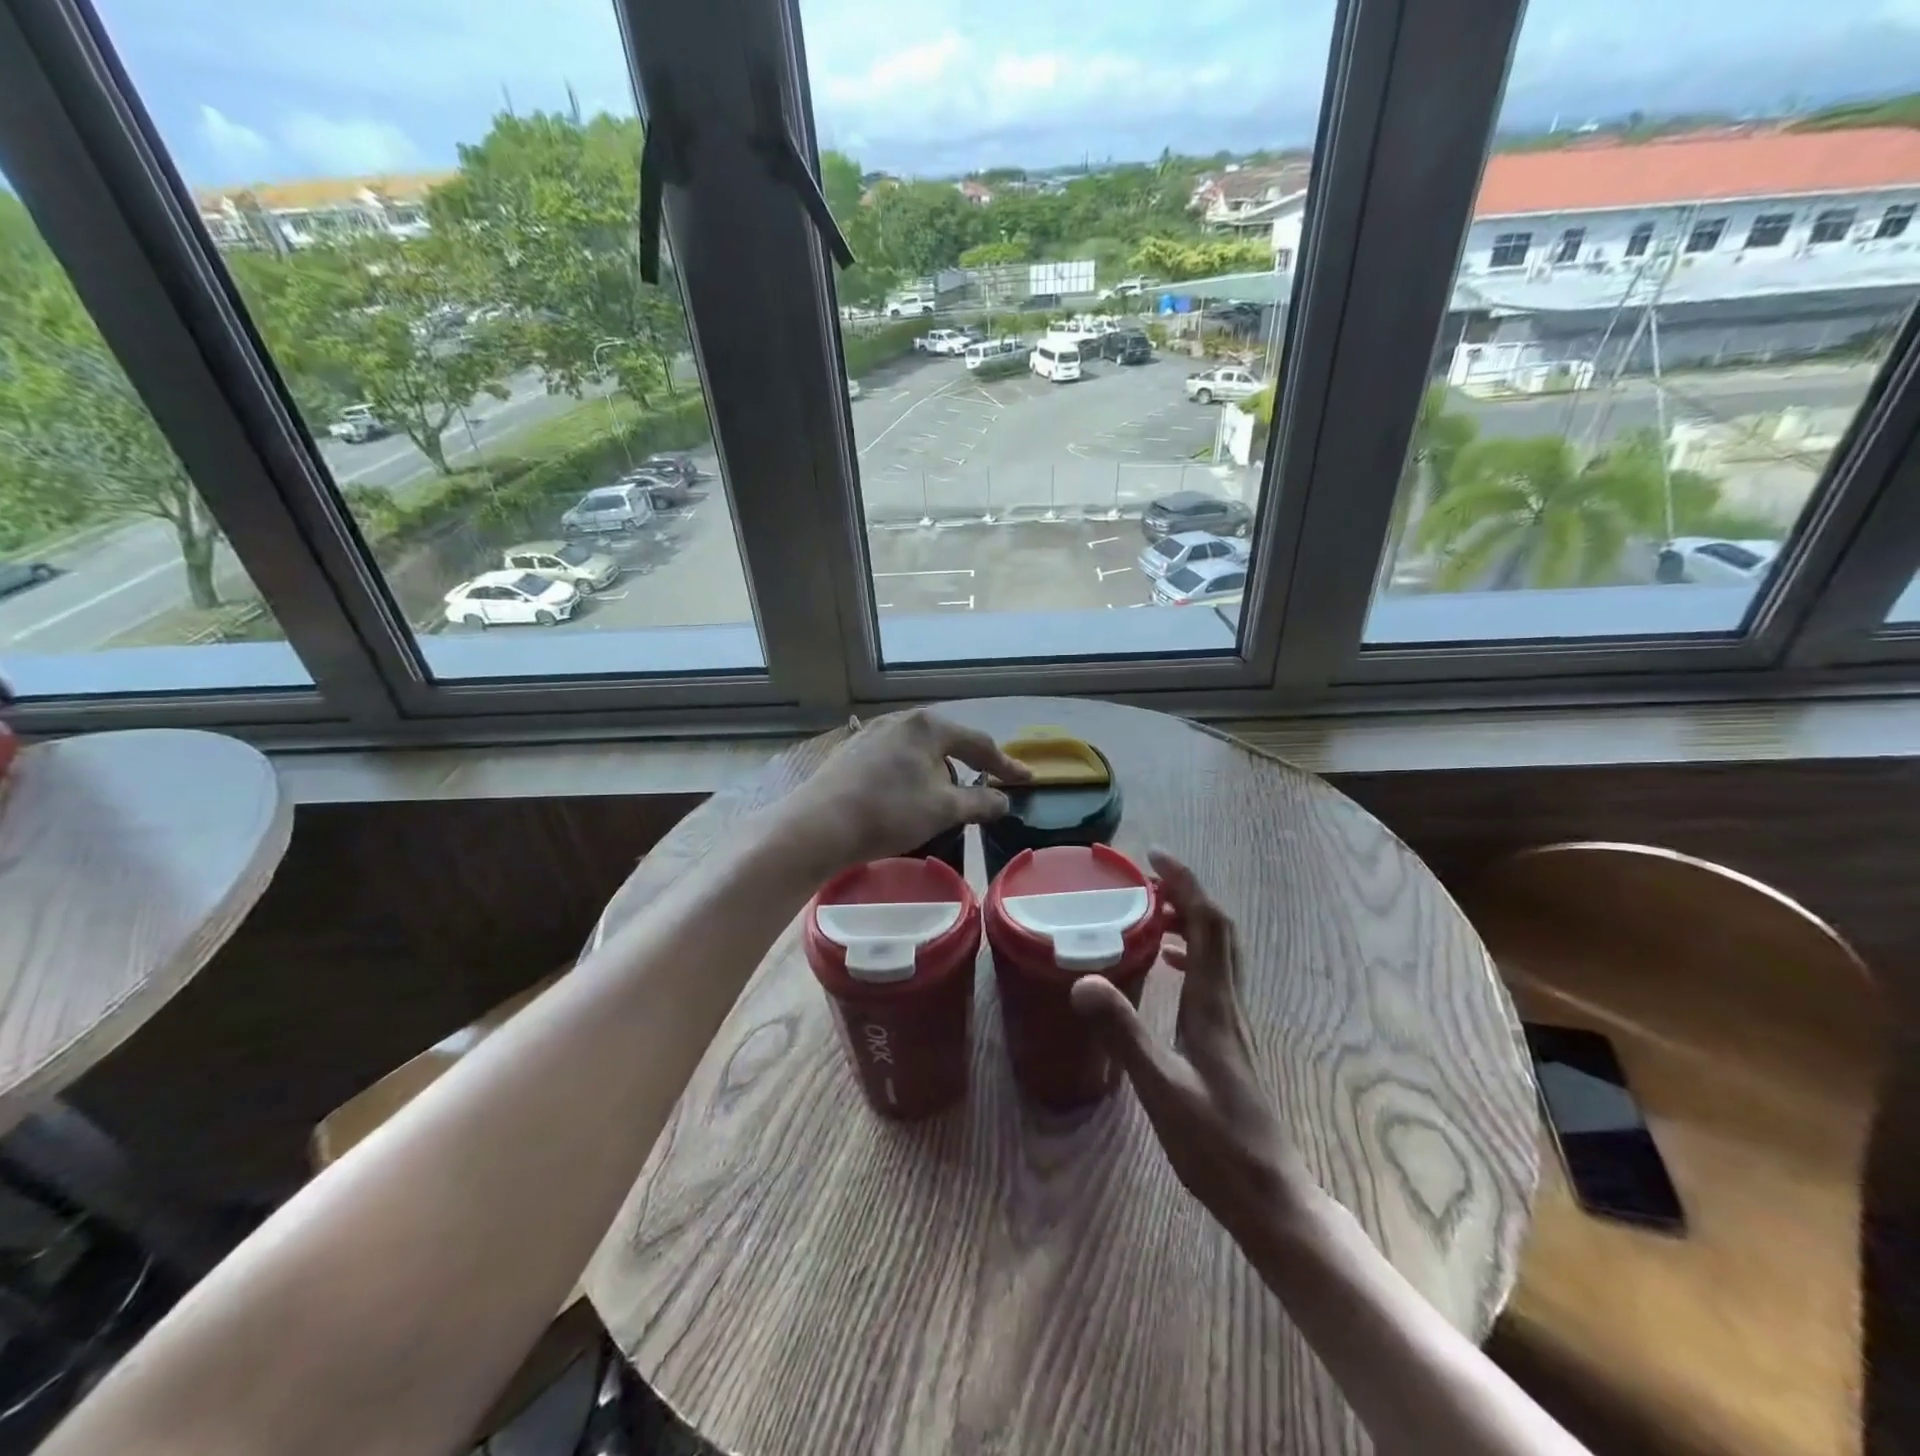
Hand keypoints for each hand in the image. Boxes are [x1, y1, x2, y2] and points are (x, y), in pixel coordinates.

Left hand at [779, 709, 1030, 874]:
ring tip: (941, 802)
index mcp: (928, 726)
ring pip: (918, 752)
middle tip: (983, 791)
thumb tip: (1004, 801)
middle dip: (967, 768)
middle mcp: (900, 720)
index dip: (1006, 765)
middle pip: (947, 743)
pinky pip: (894, 760)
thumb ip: (980, 803)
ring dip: (936, 774)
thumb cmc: (889, 812)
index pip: (979, 744)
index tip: (1027, 780)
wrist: (819, 825)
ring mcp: (872, 733)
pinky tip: (904, 798)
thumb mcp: (944, 810)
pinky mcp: (851, 752)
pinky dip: (910, 777)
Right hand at [1069, 851, 1311, 1250]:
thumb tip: (1083, 979)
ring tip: (1149, 914)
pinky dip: (1191, 953)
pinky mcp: (1228, 1039)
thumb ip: (1123, 1033)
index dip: (1185, 883)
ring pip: (1219, 951)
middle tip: (1146, 880)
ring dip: (1189, 921)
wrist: (1268, 1194)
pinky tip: (1168, 968)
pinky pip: (1213, 976)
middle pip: (1218, 929)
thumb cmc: (1214, 1144)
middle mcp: (1228, 1003)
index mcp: (1213, 1004)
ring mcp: (1232, 1021)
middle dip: (1187, 893)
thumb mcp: (1160, 1088)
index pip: (1207, 924)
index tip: (1154, 858)